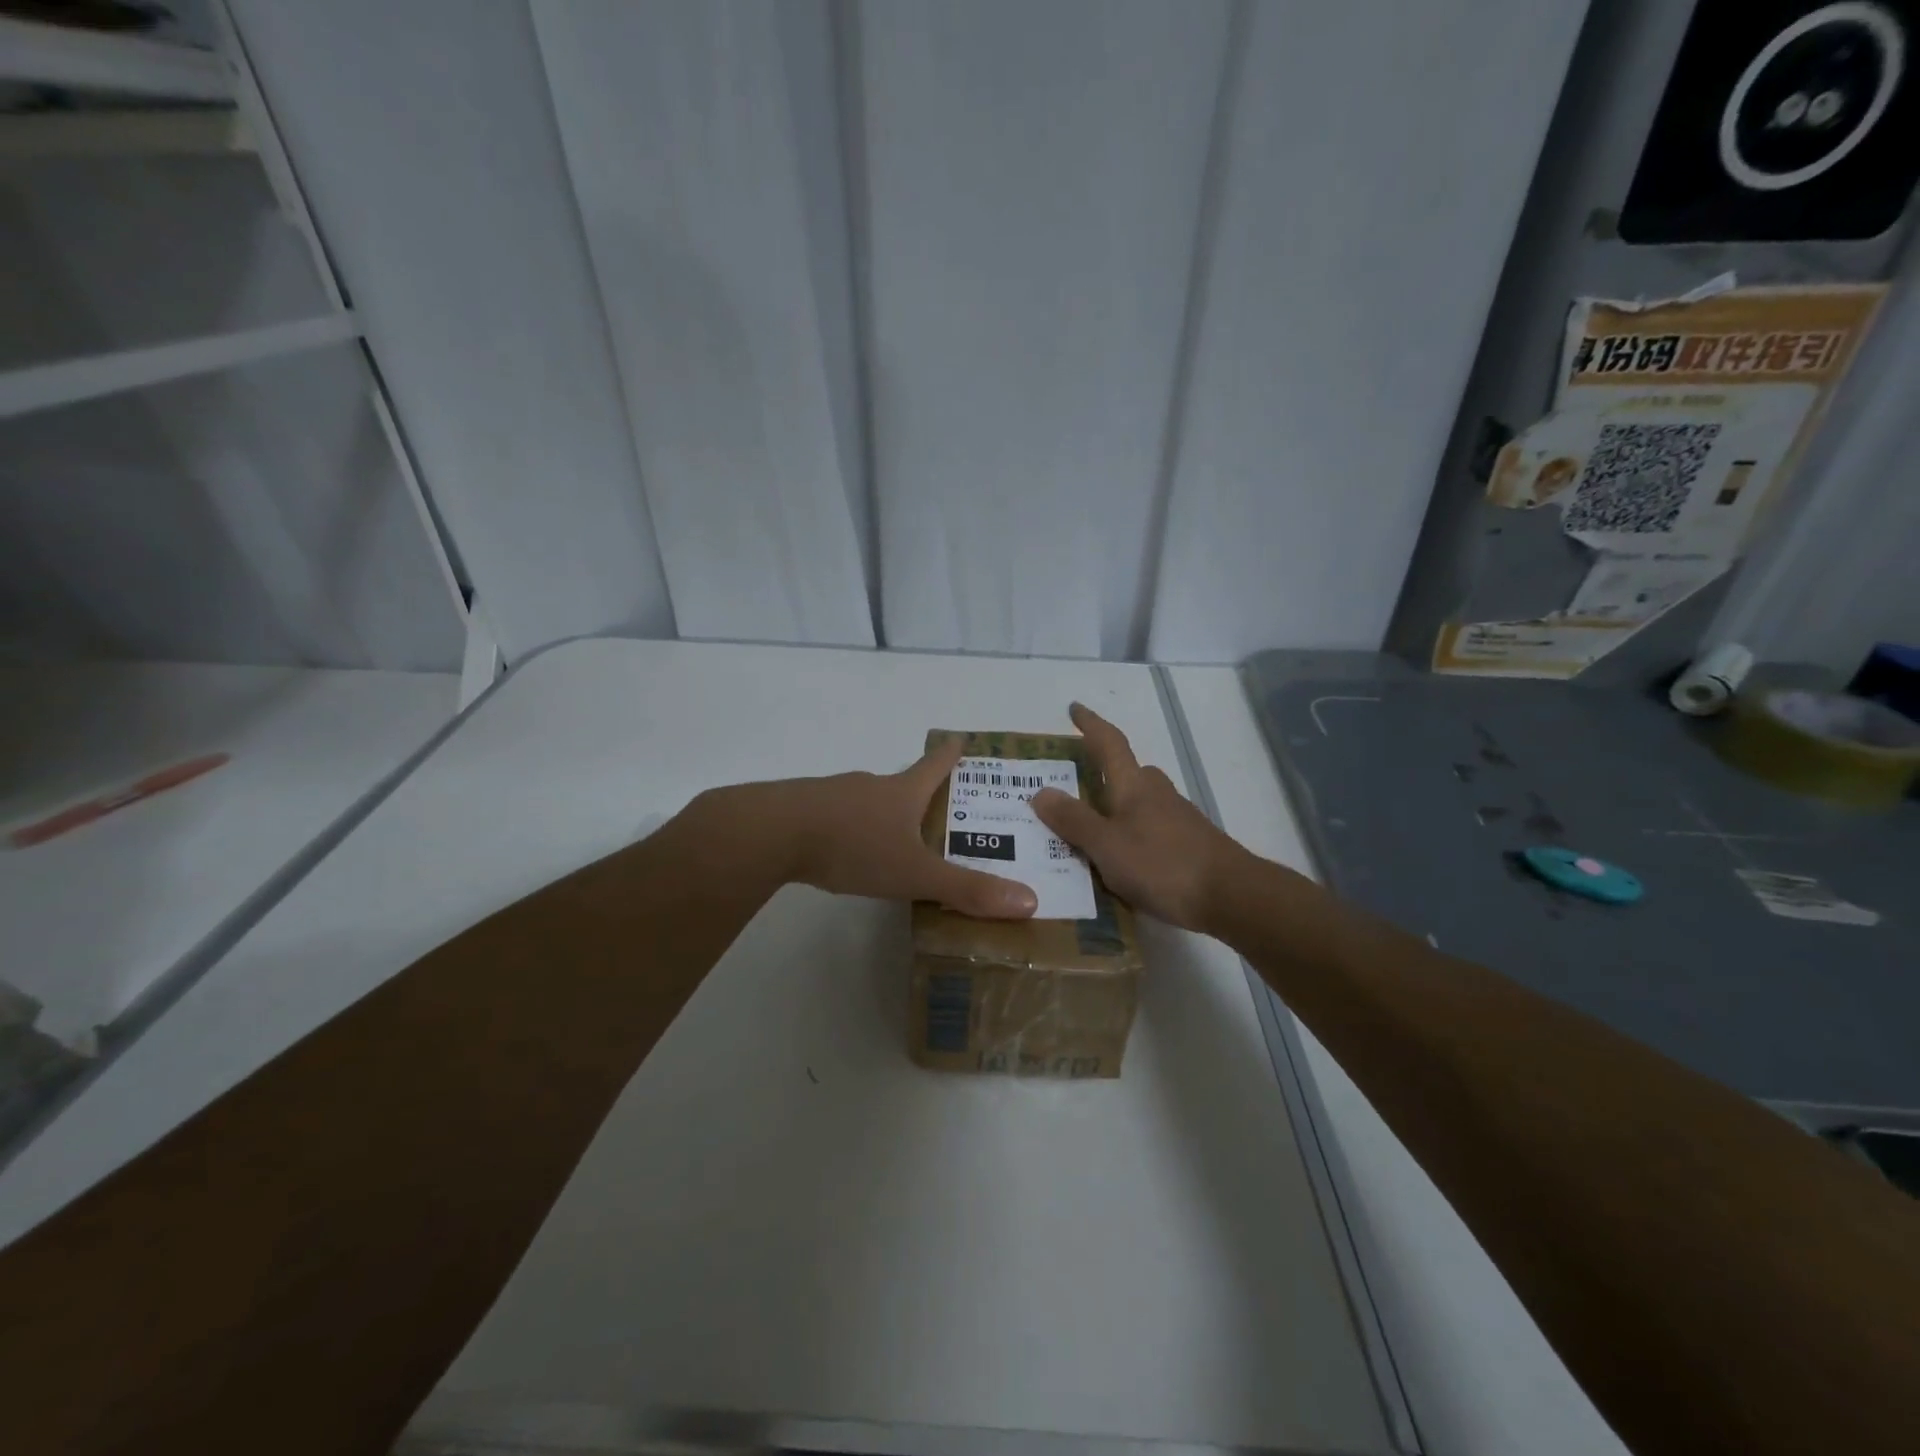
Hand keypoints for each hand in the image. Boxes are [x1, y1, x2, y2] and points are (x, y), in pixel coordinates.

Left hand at [760, 739, 1037, 918]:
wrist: (772, 833)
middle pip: (903, 782)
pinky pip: (838, 815)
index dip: (952, 754)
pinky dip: (852, 827)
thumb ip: (967, 890)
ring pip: (869, 800)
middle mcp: (871, 785)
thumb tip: (1030, 901)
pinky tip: (848, 850)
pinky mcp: (805, 810)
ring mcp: (834, 794)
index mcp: (902, 792)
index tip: (963, 739)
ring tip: (897, 838)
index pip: (936, 765)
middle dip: (923, 793)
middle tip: (941, 809)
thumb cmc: (853, 846)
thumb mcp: (914, 873)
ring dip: (886, 812)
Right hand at [1030, 703, 1250, 932]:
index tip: (1075, 708)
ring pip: (1141, 802)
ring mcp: (1178, 818)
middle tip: (1076, 787)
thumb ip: (1074, 820)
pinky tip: (1123, 860)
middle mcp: (1157, 794)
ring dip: (1118, 807)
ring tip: (1092, 831)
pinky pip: (1151, 828)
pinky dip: (1132, 834)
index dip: (1090, 724)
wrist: (1231, 895)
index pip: (1109, 743)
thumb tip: (1041, 791)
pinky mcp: (1189, 844)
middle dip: (1104, 772)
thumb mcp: (1106, 846)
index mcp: (1134, 786)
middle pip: (1128, 772)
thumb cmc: (1162, 865)